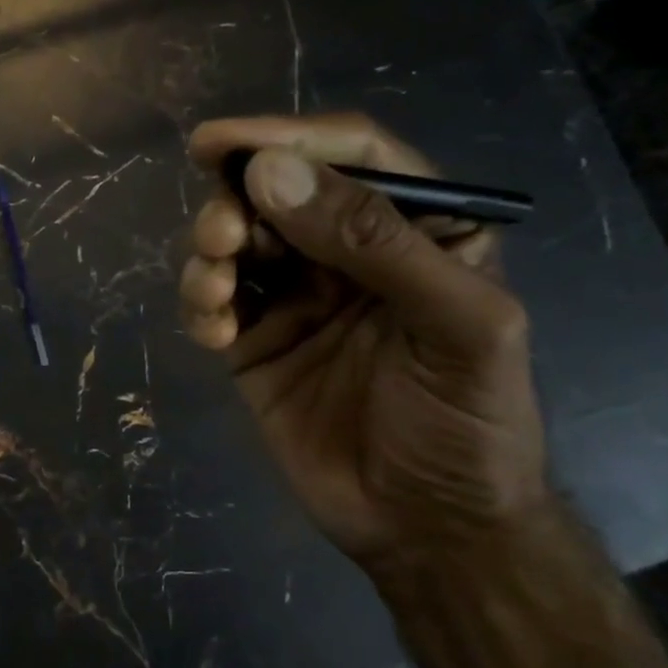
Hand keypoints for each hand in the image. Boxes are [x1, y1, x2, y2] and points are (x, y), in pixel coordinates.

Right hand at [180, 114, 548, 568]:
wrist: (428, 530)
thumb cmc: (467, 425)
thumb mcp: (455, 326)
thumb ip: (373, 243)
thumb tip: (269, 173)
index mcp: (418, 229)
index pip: (350, 156)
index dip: (285, 137)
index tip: (218, 144)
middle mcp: (349, 251)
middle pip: (276, 192)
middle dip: (237, 204)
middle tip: (222, 238)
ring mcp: (296, 296)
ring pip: (235, 241)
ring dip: (211, 254)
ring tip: (215, 293)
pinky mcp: (255, 340)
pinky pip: (213, 301)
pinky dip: (200, 306)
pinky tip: (213, 336)